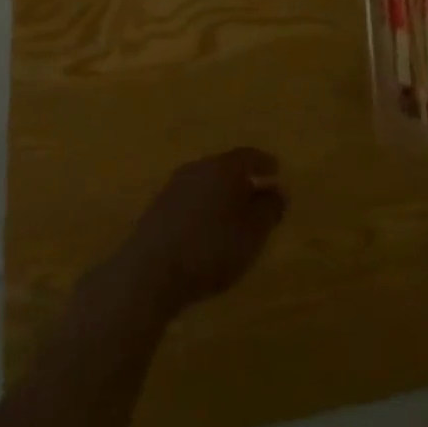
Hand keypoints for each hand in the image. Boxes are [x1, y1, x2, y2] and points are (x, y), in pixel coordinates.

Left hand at [105, 148, 287, 322]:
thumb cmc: (210, 249)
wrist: (150, 271)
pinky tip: (206, 230)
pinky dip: (203, 209)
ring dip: (220, 196)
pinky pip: (189, 201)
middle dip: (241, 180)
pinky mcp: (157, 209)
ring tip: (232, 216)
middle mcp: (197, 168)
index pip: (248, 156)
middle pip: (225, 167)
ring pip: (205, 184)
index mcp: (222, 168)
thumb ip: (269, 210)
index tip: (276, 169)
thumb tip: (278, 191)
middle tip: (256, 195)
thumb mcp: (252, 234)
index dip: (263, 162)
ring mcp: (173, 187)